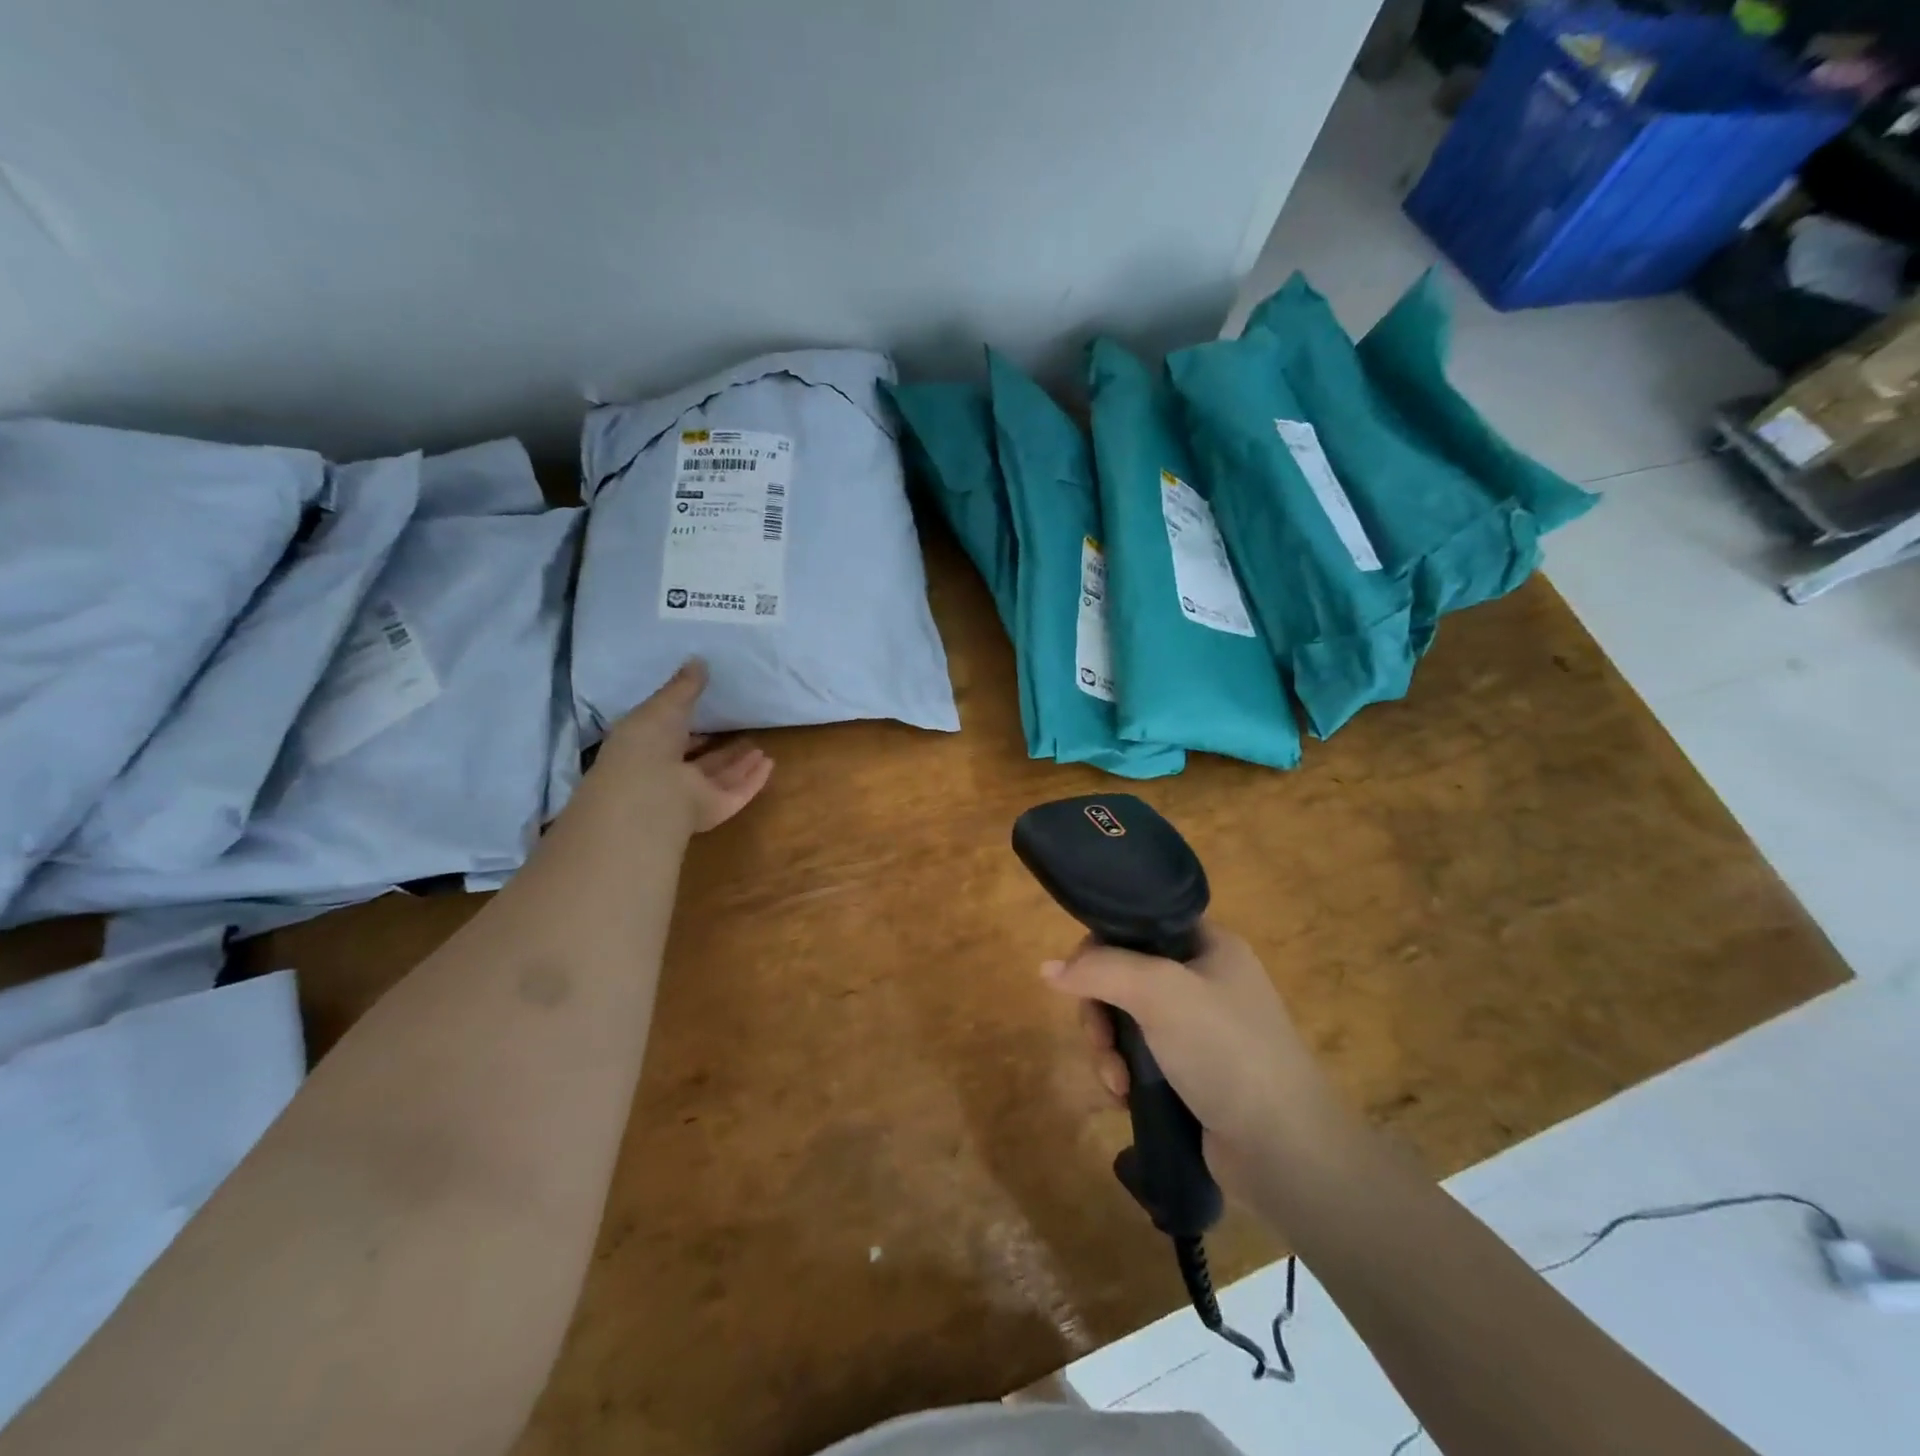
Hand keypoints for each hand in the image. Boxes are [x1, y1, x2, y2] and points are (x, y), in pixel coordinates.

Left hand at [594, 660, 773, 832]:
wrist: (649, 793)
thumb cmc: (647, 743)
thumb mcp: (664, 704)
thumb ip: (684, 686)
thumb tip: (698, 660)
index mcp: (647, 750)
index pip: (670, 738)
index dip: (687, 727)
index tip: (708, 713)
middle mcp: (668, 776)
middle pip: (700, 761)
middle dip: (720, 749)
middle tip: (742, 731)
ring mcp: (691, 796)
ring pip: (719, 778)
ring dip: (739, 763)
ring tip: (760, 748)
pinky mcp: (714, 810)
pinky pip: (737, 793)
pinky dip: (753, 780)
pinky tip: (770, 764)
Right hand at [1043, 925, 1334, 1190]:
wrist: (1284, 1150)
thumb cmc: (1225, 1050)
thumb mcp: (1159, 992)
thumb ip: (1100, 970)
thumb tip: (1047, 968)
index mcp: (1209, 945)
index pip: (1139, 925)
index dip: (1103, 946)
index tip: (1081, 978)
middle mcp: (1205, 980)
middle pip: (1125, 975)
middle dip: (1101, 1011)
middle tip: (1099, 1041)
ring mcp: (1201, 1029)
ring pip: (1128, 1021)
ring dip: (1109, 1049)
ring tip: (1115, 1083)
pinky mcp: (1194, 1073)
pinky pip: (1141, 1058)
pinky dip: (1125, 1074)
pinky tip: (1125, 1097)